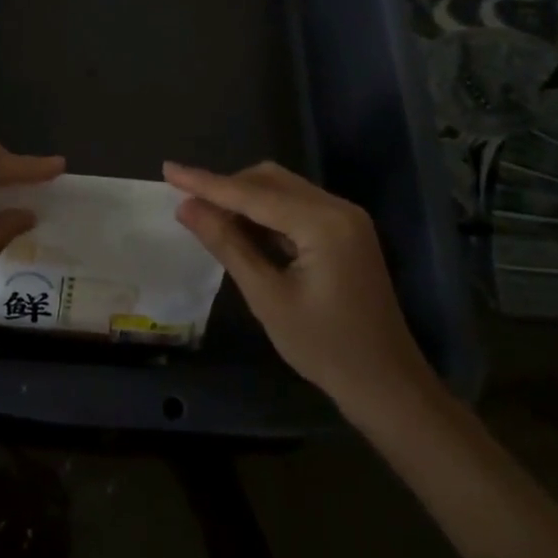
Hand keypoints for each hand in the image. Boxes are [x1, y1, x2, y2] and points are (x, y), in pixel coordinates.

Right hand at [165, 161, 433, 409]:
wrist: (389, 388)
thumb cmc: (326, 349)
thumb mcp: (268, 298)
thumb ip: (227, 244)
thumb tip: (186, 206)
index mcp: (323, 222)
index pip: (252, 193)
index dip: (206, 182)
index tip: (168, 170)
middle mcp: (337, 208)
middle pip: (269, 180)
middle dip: (226, 188)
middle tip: (186, 202)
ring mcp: (345, 218)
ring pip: (281, 189)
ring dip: (244, 198)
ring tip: (207, 215)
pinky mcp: (345, 231)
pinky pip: (295, 206)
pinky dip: (265, 212)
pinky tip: (242, 229)